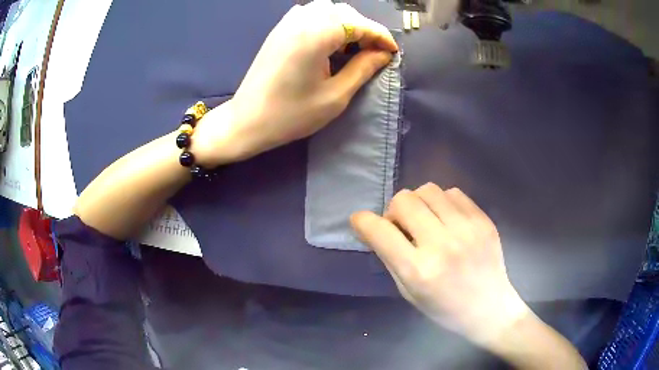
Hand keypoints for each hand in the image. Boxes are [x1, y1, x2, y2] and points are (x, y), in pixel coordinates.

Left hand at [192, 0, 397, 166]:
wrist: (248, 120)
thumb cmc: (291, 114)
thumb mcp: (335, 96)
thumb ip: (363, 68)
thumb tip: (384, 54)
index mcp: (317, 34)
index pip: (360, 24)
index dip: (381, 36)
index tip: (393, 52)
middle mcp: (302, 20)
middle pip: (345, 12)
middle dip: (364, 29)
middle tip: (373, 53)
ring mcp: (287, 22)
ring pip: (328, 10)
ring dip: (346, 24)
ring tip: (351, 47)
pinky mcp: (279, 29)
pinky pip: (310, 14)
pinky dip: (326, 23)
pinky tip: (328, 42)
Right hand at [351, 183, 529, 345]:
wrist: (489, 309)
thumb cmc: (444, 308)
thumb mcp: (408, 292)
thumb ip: (389, 257)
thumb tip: (372, 227)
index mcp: (418, 270)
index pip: (379, 231)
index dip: (363, 221)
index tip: (361, 221)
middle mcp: (442, 244)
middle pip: (404, 200)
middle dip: (395, 211)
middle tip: (403, 227)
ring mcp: (467, 229)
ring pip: (429, 189)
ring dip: (419, 203)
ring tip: (427, 221)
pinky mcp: (483, 220)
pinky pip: (453, 193)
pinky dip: (443, 202)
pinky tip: (448, 220)